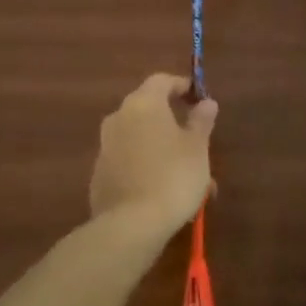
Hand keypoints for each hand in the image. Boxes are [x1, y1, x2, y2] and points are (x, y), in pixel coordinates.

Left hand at [88, 74, 217, 239]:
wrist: (131, 225)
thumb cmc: (173, 177)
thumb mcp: (197, 148)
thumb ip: (201, 121)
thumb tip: (206, 103)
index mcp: (143, 104)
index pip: (162, 81)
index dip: (182, 86)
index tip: (198, 99)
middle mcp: (118, 118)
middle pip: (148, 110)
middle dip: (173, 122)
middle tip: (197, 141)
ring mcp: (105, 147)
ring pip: (140, 139)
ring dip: (162, 149)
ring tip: (188, 176)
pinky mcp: (99, 174)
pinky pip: (128, 160)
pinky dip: (146, 166)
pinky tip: (164, 190)